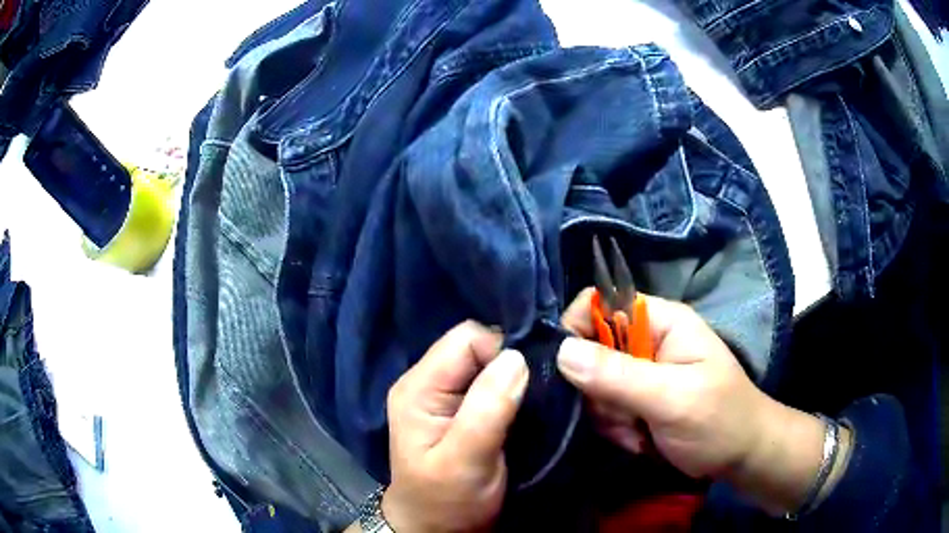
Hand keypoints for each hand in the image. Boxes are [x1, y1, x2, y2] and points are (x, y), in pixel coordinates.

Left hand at [383, 321, 528, 532]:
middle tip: (538, 393)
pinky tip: (526, 407)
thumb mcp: (465, 461)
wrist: (436, 528)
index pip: (466, 339)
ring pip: (488, 364)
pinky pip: (492, 383)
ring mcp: (444, 396)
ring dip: (515, 378)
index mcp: (419, 388)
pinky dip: (512, 391)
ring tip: (536, 402)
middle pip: (477, 347)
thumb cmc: (446, 501)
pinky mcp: (461, 409)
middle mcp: (428, 382)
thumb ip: (487, 409)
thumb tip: (518, 357)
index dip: (503, 352)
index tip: (531, 381)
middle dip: (512, 364)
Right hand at [557, 289, 835, 513]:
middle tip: (627, 417)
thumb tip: (561, 350)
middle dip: (601, 392)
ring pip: (594, 386)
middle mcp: (646, 341)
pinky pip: (604, 409)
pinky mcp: (636, 401)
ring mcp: (640, 373)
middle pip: (591, 351)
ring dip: (610, 416)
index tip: (572, 372)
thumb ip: (619, 376)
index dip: (578, 329)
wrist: (740, 457)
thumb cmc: (719, 421)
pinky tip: (639, 441)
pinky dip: (616, 429)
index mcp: (661, 322)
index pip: (600, 303)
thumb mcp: (673, 399)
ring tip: (640, 433)